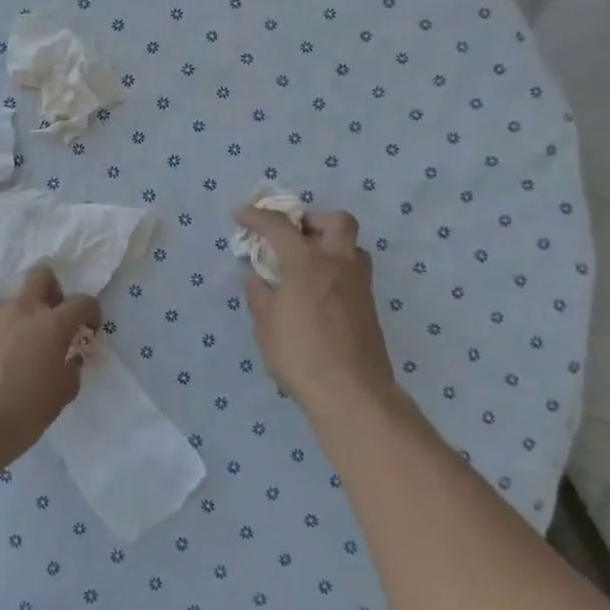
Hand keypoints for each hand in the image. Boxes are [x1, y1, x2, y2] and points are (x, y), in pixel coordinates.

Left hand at [0, 267, 101, 470]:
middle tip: (55, 321)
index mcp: (50, 324)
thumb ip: (70, 371)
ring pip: (14, 302)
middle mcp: (20, 311)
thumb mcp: (59, 398)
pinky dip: (1, 336)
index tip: (89, 329)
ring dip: (24, 317)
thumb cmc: (20, 415)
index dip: (91, 312)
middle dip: (54, 291)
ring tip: (22, 353)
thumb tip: (68, 360)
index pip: (81, 301)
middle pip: (41, 277)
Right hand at [233, 206, 395, 414]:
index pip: (279, 226)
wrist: (353, 393)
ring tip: (306, 264)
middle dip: (312, 219)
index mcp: (308, 262)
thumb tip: (256, 278)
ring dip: (329, 244)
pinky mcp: (369, 307)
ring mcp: (359, 285)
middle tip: (292, 235)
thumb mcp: (266, 325)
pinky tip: (317, 293)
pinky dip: (334, 270)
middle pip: (336, 220)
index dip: (257, 216)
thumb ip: (259, 295)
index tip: (241, 215)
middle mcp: (338, 264)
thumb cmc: (300, 355)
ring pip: (351, 246)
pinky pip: (353, 273)